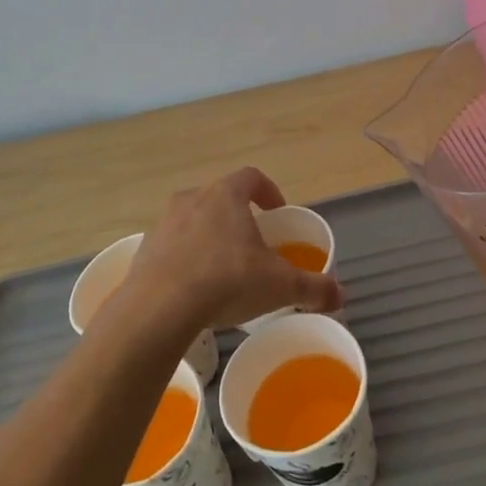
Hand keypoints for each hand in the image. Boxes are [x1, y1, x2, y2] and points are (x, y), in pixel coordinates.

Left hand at [110, 167, 342, 333]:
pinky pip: (171, 247)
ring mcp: (164, 224)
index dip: (268, 191)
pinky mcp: (145, 250)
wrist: (159, 308)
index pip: (251, 177)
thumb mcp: (279, 286)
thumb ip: (313, 287)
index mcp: (226, 195)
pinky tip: (194, 288)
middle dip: (237, 217)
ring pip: (193, 221)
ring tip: (222, 269)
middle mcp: (192, 199)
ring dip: (208, 237)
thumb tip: (340, 295)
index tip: (277, 212)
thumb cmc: (227, 281)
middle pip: (220, 198)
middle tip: (252, 244)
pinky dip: (184, 259)